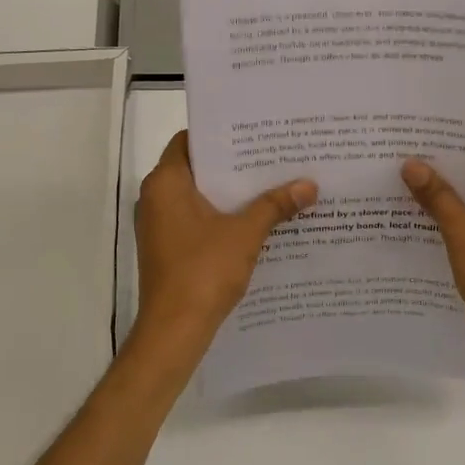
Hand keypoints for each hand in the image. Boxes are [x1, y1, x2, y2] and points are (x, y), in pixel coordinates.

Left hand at [134, 132, 316, 348]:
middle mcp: (155, 198)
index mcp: (165, 183)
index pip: (189, 141)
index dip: (220, 135)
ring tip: (270, 184)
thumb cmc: (203, 271)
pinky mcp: (166, 248)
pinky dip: (221, 216)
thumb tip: (310, 185)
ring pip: (197, 196)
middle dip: (233, 165)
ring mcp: (159, 225)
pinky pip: (195, 219)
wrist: (174, 330)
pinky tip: (255, 220)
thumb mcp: (245, 234)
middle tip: (271, 156)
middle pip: (196, 168)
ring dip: (229, 192)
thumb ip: (275, 205)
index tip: (252, 133)